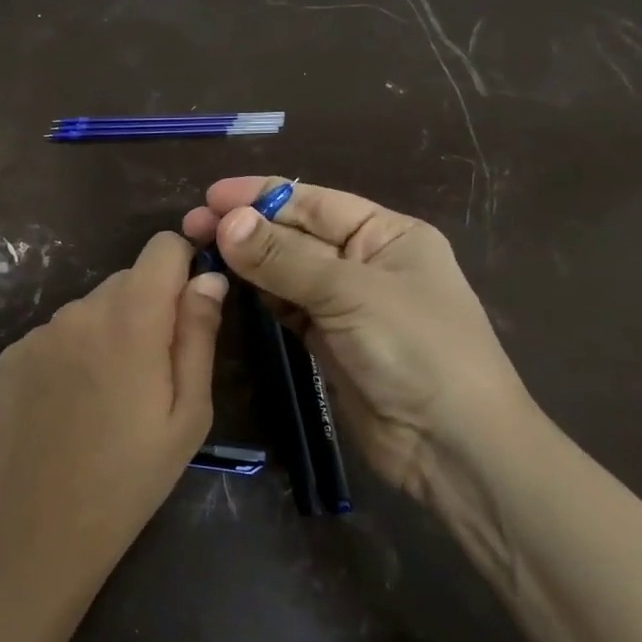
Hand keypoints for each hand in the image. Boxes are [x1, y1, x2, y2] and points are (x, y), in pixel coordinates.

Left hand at [0, 232, 226, 606]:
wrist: (40, 529)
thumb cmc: (131, 478)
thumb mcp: (189, 413)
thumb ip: (199, 334)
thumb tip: (208, 278)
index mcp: (131, 319)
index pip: (162, 247)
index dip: (182, 268)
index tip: (188, 309)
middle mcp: (79, 310)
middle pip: (126, 281)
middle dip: (147, 310)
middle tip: (150, 374)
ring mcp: (38, 332)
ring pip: (90, 310)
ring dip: (107, 333)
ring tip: (106, 398)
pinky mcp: (10, 356)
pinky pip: (55, 336)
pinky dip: (70, 354)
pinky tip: (68, 406)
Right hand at [182, 177, 530, 504]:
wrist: (451, 446)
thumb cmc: (416, 350)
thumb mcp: (350, 293)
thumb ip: (282, 258)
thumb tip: (225, 221)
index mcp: (388, 234)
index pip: (314, 202)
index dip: (261, 196)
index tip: (209, 196)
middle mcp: (366, 262)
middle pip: (296, 234)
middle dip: (246, 227)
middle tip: (189, 226)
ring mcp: (346, 304)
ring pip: (287, 271)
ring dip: (247, 261)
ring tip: (199, 251)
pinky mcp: (328, 341)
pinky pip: (287, 306)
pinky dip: (259, 295)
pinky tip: (227, 284)